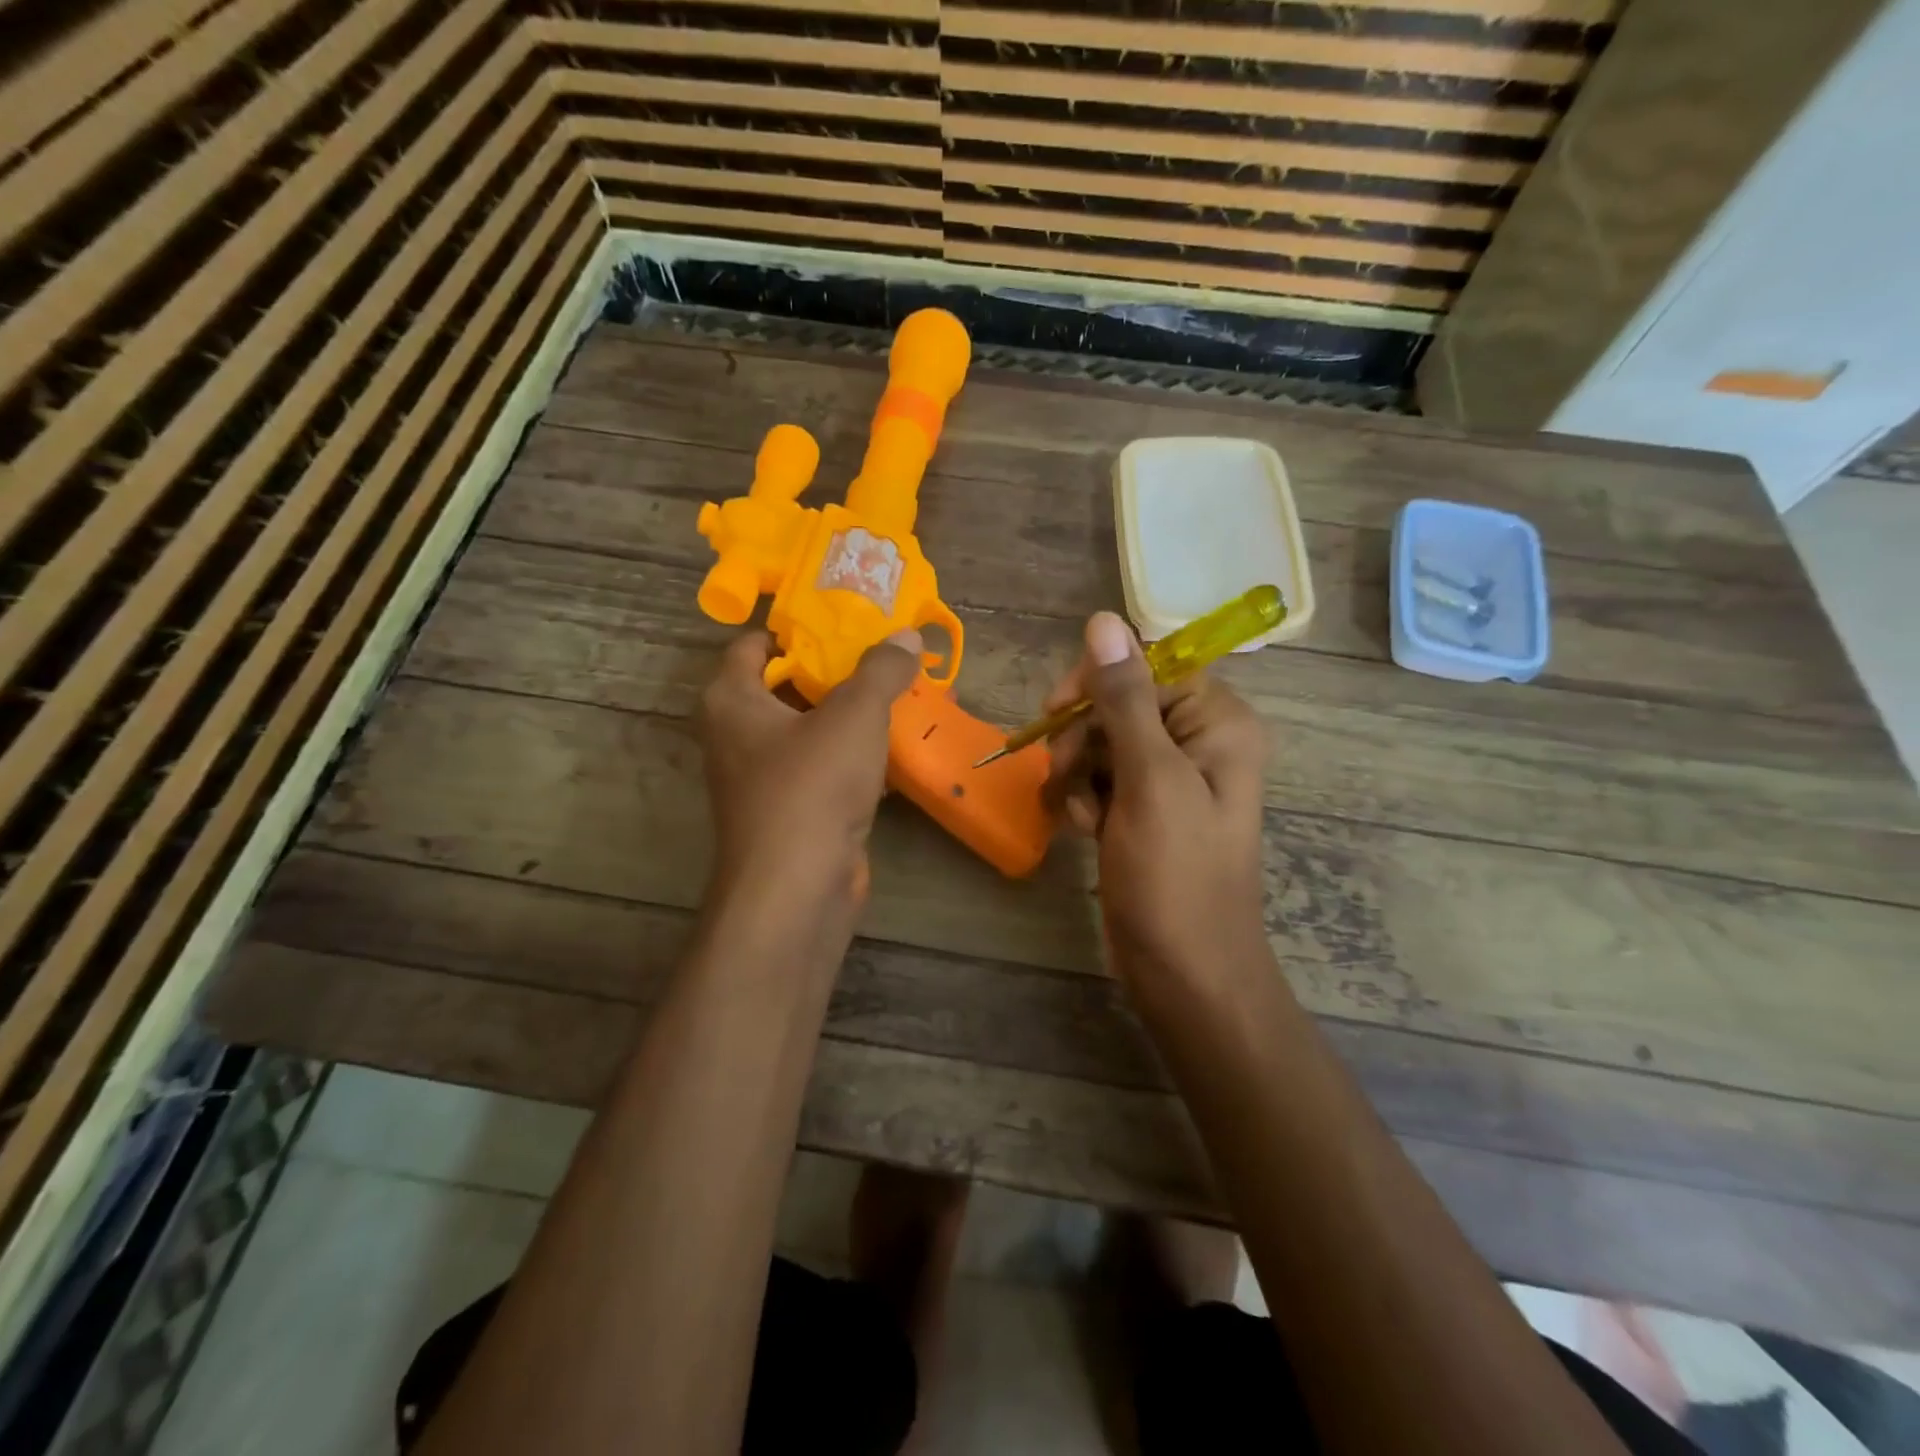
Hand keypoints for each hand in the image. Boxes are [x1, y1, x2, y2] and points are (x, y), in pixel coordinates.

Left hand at [699, 629, 920, 908]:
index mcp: (732, 700)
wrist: (797, 888)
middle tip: (881, 652)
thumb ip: (881, 669)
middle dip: (833, 670)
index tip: (840, 618)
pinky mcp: (791, 812)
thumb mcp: (854, 714)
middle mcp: (738, 736)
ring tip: (897, 693)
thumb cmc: (812, 785)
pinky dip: (852, 756)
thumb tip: (907, 636)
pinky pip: (822, 769)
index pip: (753, 645)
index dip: (794, 627)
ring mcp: (762, 779)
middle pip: (785, 686)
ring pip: (808, 730)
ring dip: (848, 715)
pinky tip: (893, 748)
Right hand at [1044, 613, 1268, 981]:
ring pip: (1102, 742)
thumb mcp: (1149, 781)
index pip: (1148, 666)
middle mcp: (1199, 742)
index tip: (1057, 712)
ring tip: (1080, 816)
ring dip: (1077, 772)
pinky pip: (1101, 779)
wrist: (1186, 974)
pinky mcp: (1144, 810)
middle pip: (1120, 703)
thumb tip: (1104, 620)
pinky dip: (1084, 799)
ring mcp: (1170, 779)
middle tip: (1064, 773)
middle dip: (1083, 737)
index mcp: (1218, 723)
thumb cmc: (1175, 877)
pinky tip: (1084, 831)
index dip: (1098, 682)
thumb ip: (1124, 698)